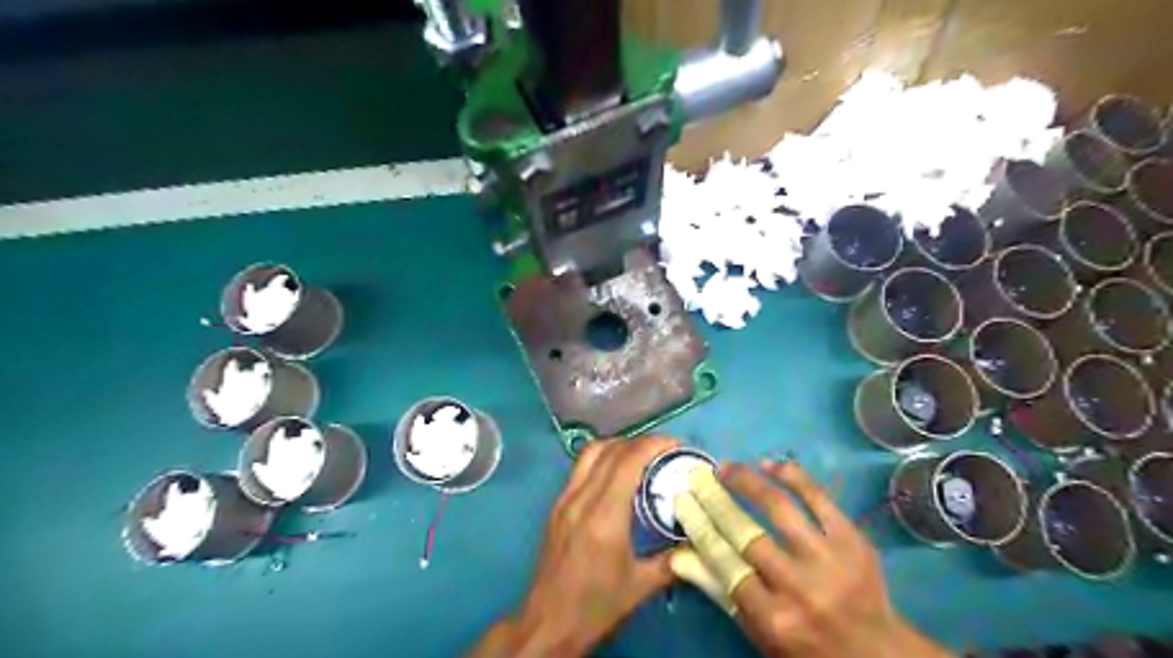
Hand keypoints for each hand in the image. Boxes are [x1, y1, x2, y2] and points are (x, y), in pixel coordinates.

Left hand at [470, 435, 679, 656]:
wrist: (548, 623)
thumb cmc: (595, 606)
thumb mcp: (640, 586)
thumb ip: (672, 561)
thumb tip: (697, 544)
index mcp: (604, 515)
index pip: (628, 461)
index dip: (653, 444)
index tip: (676, 445)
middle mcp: (581, 498)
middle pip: (609, 449)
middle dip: (639, 442)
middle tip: (664, 450)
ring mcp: (564, 500)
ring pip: (590, 453)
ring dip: (618, 446)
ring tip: (641, 456)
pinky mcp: (556, 506)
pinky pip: (580, 468)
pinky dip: (602, 459)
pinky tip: (617, 476)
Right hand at [670, 463, 951, 656]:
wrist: (877, 652)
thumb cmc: (807, 645)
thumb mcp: (759, 632)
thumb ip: (720, 591)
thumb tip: (679, 554)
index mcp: (773, 617)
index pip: (724, 562)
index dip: (699, 527)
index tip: (682, 501)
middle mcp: (799, 587)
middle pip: (746, 533)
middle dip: (715, 500)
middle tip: (698, 478)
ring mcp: (829, 560)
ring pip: (780, 509)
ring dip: (747, 481)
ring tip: (727, 467)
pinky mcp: (853, 540)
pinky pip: (819, 498)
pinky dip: (792, 476)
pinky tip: (770, 465)